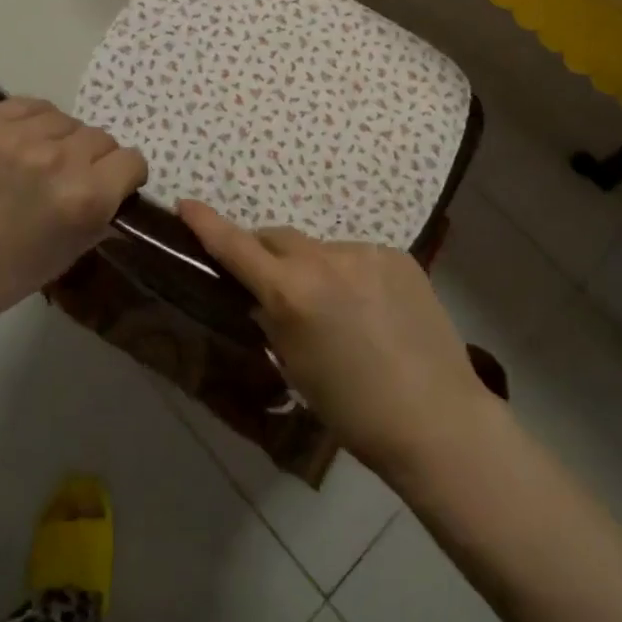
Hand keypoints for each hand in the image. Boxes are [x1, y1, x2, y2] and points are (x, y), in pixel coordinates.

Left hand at [0, 99, 146, 331]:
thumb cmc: (8, 274)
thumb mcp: (73, 252)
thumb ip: (103, 214)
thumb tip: (119, 190)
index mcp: (87, 197)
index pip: (132, 160)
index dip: (125, 176)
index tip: (111, 186)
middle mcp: (61, 160)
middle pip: (102, 138)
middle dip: (94, 160)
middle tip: (69, 180)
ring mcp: (21, 137)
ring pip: (68, 120)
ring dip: (63, 140)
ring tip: (40, 161)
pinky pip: (32, 105)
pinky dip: (35, 121)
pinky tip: (23, 142)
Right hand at [179, 200, 498, 478]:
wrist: (435, 418)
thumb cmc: (354, 410)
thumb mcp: (296, 367)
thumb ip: (272, 320)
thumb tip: (261, 298)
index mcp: (292, 292)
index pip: (237, 247)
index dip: (207, 224)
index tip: (186, 204)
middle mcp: (325, 259)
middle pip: (279, 238)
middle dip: (266, 254)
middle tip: (268, 285)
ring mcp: (365, 252)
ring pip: (321, 250)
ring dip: (314, 269)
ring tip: (336, 312)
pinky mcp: (397, 255)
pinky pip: (357, 257)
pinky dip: (350, 275)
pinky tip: (371, 311)